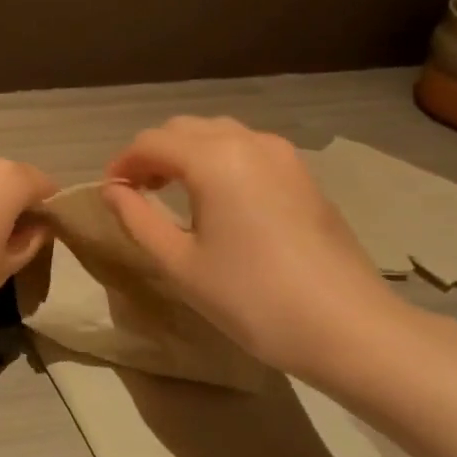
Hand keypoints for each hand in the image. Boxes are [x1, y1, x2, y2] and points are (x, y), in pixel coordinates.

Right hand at [102, 116, 405, 377]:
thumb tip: (112, 191)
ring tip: (173, 194)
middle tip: (137, 194)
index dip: (122, 164)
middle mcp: (248, 142)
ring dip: (186, 154)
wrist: (348, 327)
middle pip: (184, 129)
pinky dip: (219, 160)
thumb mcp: (179, 263)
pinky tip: (217, 200)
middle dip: (153, 154)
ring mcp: (283, 155)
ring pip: (218, 134)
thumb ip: (137, 218)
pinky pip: (248, 149)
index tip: (109, 194)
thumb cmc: (251, 298)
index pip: (151, 142)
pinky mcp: (303, 175)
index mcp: (214, 159)